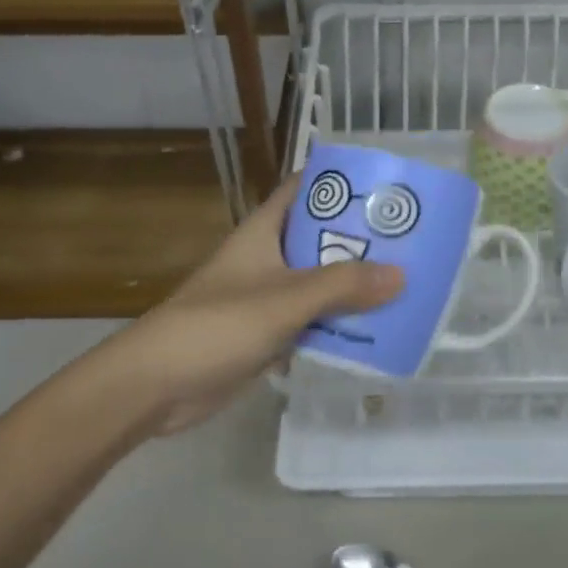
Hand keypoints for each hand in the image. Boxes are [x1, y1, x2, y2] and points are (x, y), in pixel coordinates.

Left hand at [105, 176, 403, 433]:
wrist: (156, 385)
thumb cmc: (218, 324)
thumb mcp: (286, 298)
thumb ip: (343, 286)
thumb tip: (402, 275)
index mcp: (265, 231)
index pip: (305, 189)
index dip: (341, 181)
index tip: (384, 184)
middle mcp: (268, 257)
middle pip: (320, 237)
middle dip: (361, 237)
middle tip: (412, 239)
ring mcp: (267, 297)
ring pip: (319, 282)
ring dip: (354, 284)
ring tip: (406, 283)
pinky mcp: (266, 334)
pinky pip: (312, 320)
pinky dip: (338, 323)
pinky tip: (375, 330)